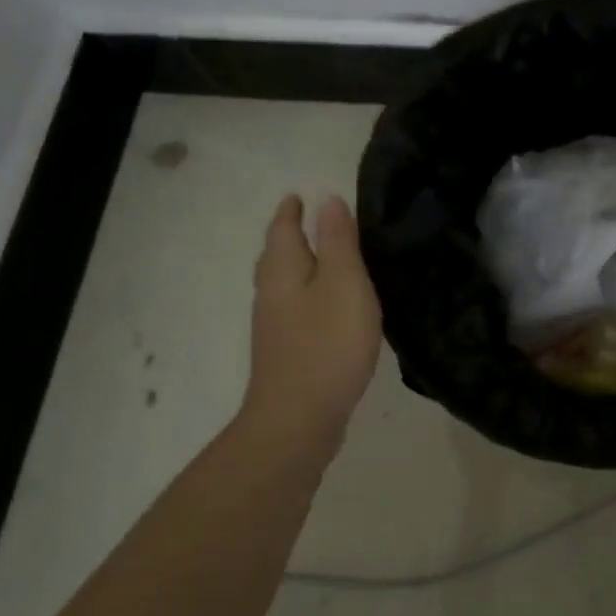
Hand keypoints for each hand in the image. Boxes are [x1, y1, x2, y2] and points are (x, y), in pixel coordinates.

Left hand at [238, 194, 382, 448]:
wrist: (298, 420)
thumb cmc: (327, 344)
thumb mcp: (344, 284)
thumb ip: (338, 242)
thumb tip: (328, 201)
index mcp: (283, 271)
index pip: (283, 229)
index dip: (292, 211)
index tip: (299, 195)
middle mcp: (271, 294)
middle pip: (277, 255)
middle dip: (289, 235)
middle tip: (307, 220)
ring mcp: (275, 327)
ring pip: (284, 283)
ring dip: (299, 265)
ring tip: (321, 257)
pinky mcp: (287, 352)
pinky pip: (295, 308)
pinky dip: (308, 293)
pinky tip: (326, 306)